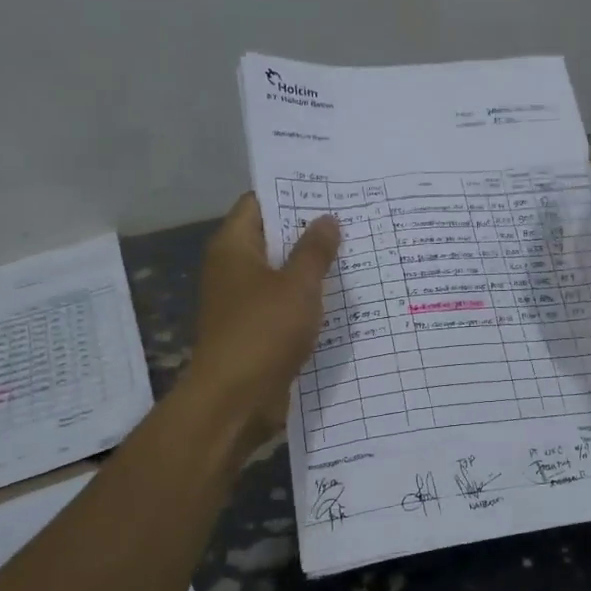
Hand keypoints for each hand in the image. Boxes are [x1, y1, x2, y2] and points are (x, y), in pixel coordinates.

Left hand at [188, 194, 340, 445]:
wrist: (235, 401)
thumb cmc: (263, 331)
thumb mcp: (297, 285)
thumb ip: (315, 250)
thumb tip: (328, 218)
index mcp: (233, 247)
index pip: (259, 203)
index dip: (291, 193)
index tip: (330, 189)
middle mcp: (233, 269)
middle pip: (272, 238)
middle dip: (309, 231)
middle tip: (353, 220)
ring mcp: (243, 302)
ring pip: (282, 274)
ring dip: (312, 269)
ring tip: (357, 254)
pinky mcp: (256, 331)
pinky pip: (285, 305)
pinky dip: (307, 300)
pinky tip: (342, 298)